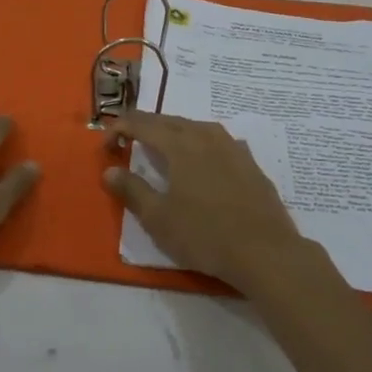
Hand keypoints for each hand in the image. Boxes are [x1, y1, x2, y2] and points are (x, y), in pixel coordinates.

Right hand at [102, 111, 308, 293]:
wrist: (265, 251)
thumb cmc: (205, 235)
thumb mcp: (158, 219)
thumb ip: (132, 190)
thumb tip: (110, 170)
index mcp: (179, 144)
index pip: (141, 123)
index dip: (119, 129)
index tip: (106, 147)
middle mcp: (205, 136)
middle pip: (168, 120)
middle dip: (144, 127)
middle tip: (128, 142)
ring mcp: (232, 147)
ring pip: (195, 126)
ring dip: (173, 131)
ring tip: (162, 147)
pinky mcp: (250, 163)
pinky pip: (217, 140)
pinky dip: (199, 142)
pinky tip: (201, 159)